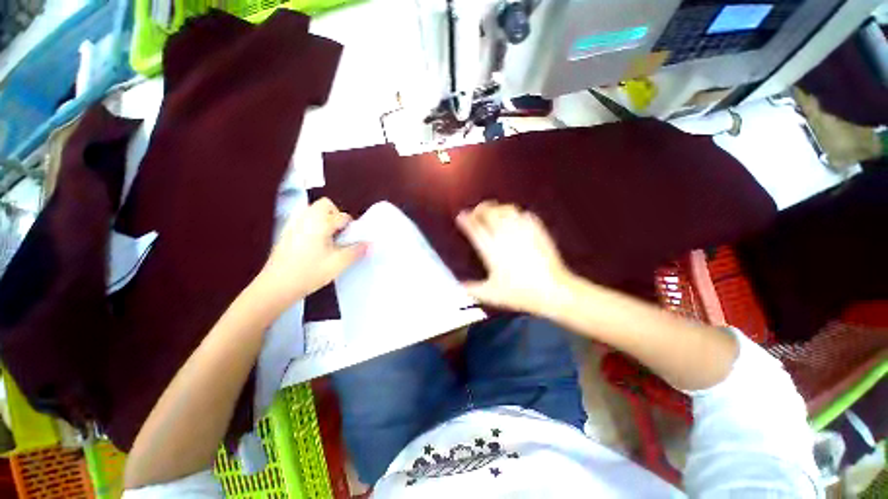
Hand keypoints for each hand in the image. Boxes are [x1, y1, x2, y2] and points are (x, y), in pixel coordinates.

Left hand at [254, 198, 365, 308]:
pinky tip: (314, 244)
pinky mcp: (286, 232)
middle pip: (325, 205)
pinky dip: (313, 224)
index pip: (343, 217)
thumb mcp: (338, 263)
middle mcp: (305, 218)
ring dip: (324, 219)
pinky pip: (303, 219)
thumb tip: (371, 244)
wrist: (276, 286)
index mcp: (320, 223)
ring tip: (328, 239)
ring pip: (313, 211)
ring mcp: (293, 224)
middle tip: (340, 235)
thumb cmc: (310, 273)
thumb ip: (356, 251)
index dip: (351, 228)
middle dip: (336, 216)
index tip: (352, 241)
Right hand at [456, 201, 574, 315]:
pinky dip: (515, 213)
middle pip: (489, 213)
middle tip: (476, 212)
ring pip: (506, 210)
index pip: (475, 228)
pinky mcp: (537, 230)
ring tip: (494, 212)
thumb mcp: (491, 295)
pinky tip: (515, 218)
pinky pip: (523, 214)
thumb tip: (460, 285)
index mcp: (491, 249)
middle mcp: (505, 235)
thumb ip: (473, 289)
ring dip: (497, 208)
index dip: (466, 220)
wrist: (552, 290)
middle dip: (480, 209)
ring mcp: (522, 230)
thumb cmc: (520, 293)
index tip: (461, 215)